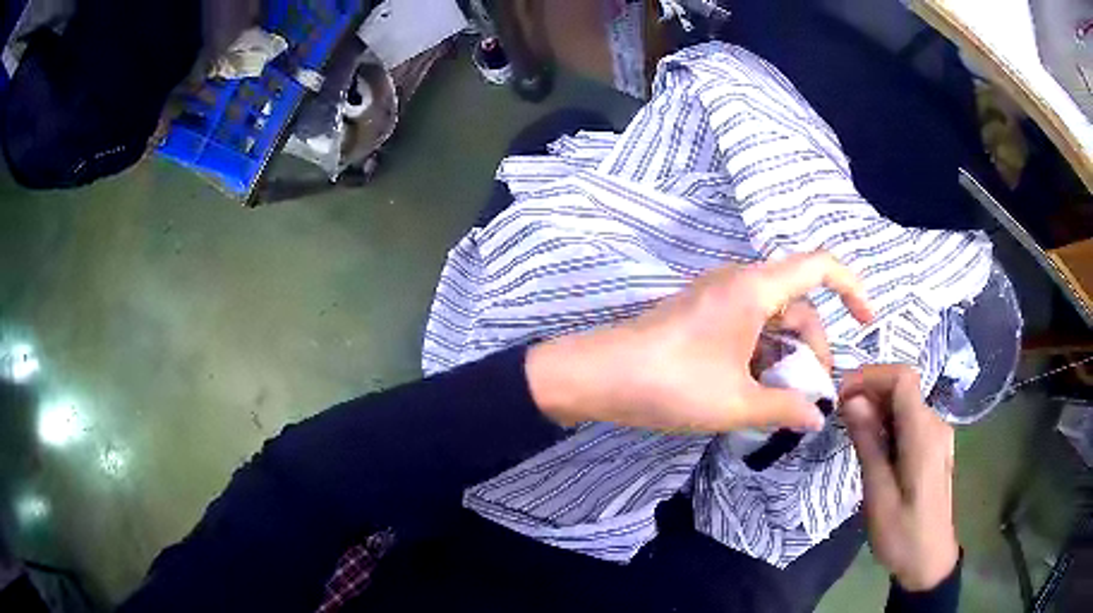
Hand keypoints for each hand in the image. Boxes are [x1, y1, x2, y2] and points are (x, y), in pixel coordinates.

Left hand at [526, 252, 872, 431]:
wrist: (598, 376)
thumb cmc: (671, 384)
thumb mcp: (736, 402)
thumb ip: (784, 409)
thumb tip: (817, 418)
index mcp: (755, 288)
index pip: (820, 266)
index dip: (853, 287)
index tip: (869, 321)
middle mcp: (740, 282)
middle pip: (799, 303)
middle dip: (814, 347)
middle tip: (811, 396)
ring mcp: (719, 297)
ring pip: (774, 318)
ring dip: (788, 356)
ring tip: (785, 401)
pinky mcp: (702, 314)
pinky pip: (749, 326)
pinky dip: (764, 353)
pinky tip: (759, 390)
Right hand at [839, 365, 959, 591]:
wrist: (929, 561)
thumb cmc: (902, 535)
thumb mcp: (878, 496)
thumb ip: (869, 444)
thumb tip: (852, 401)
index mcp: (924, 435)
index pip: (903, 378)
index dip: (871, 375)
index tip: (841, 394)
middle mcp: (936, 425)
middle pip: (904, 388)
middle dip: (869, 393)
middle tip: (838, 418)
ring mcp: (938, 435)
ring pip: (905, 404)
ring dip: (877, 410)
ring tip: (851, 435)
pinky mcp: (934, 447)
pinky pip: (909, 421)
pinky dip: (888, 423)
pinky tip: (872, 447)